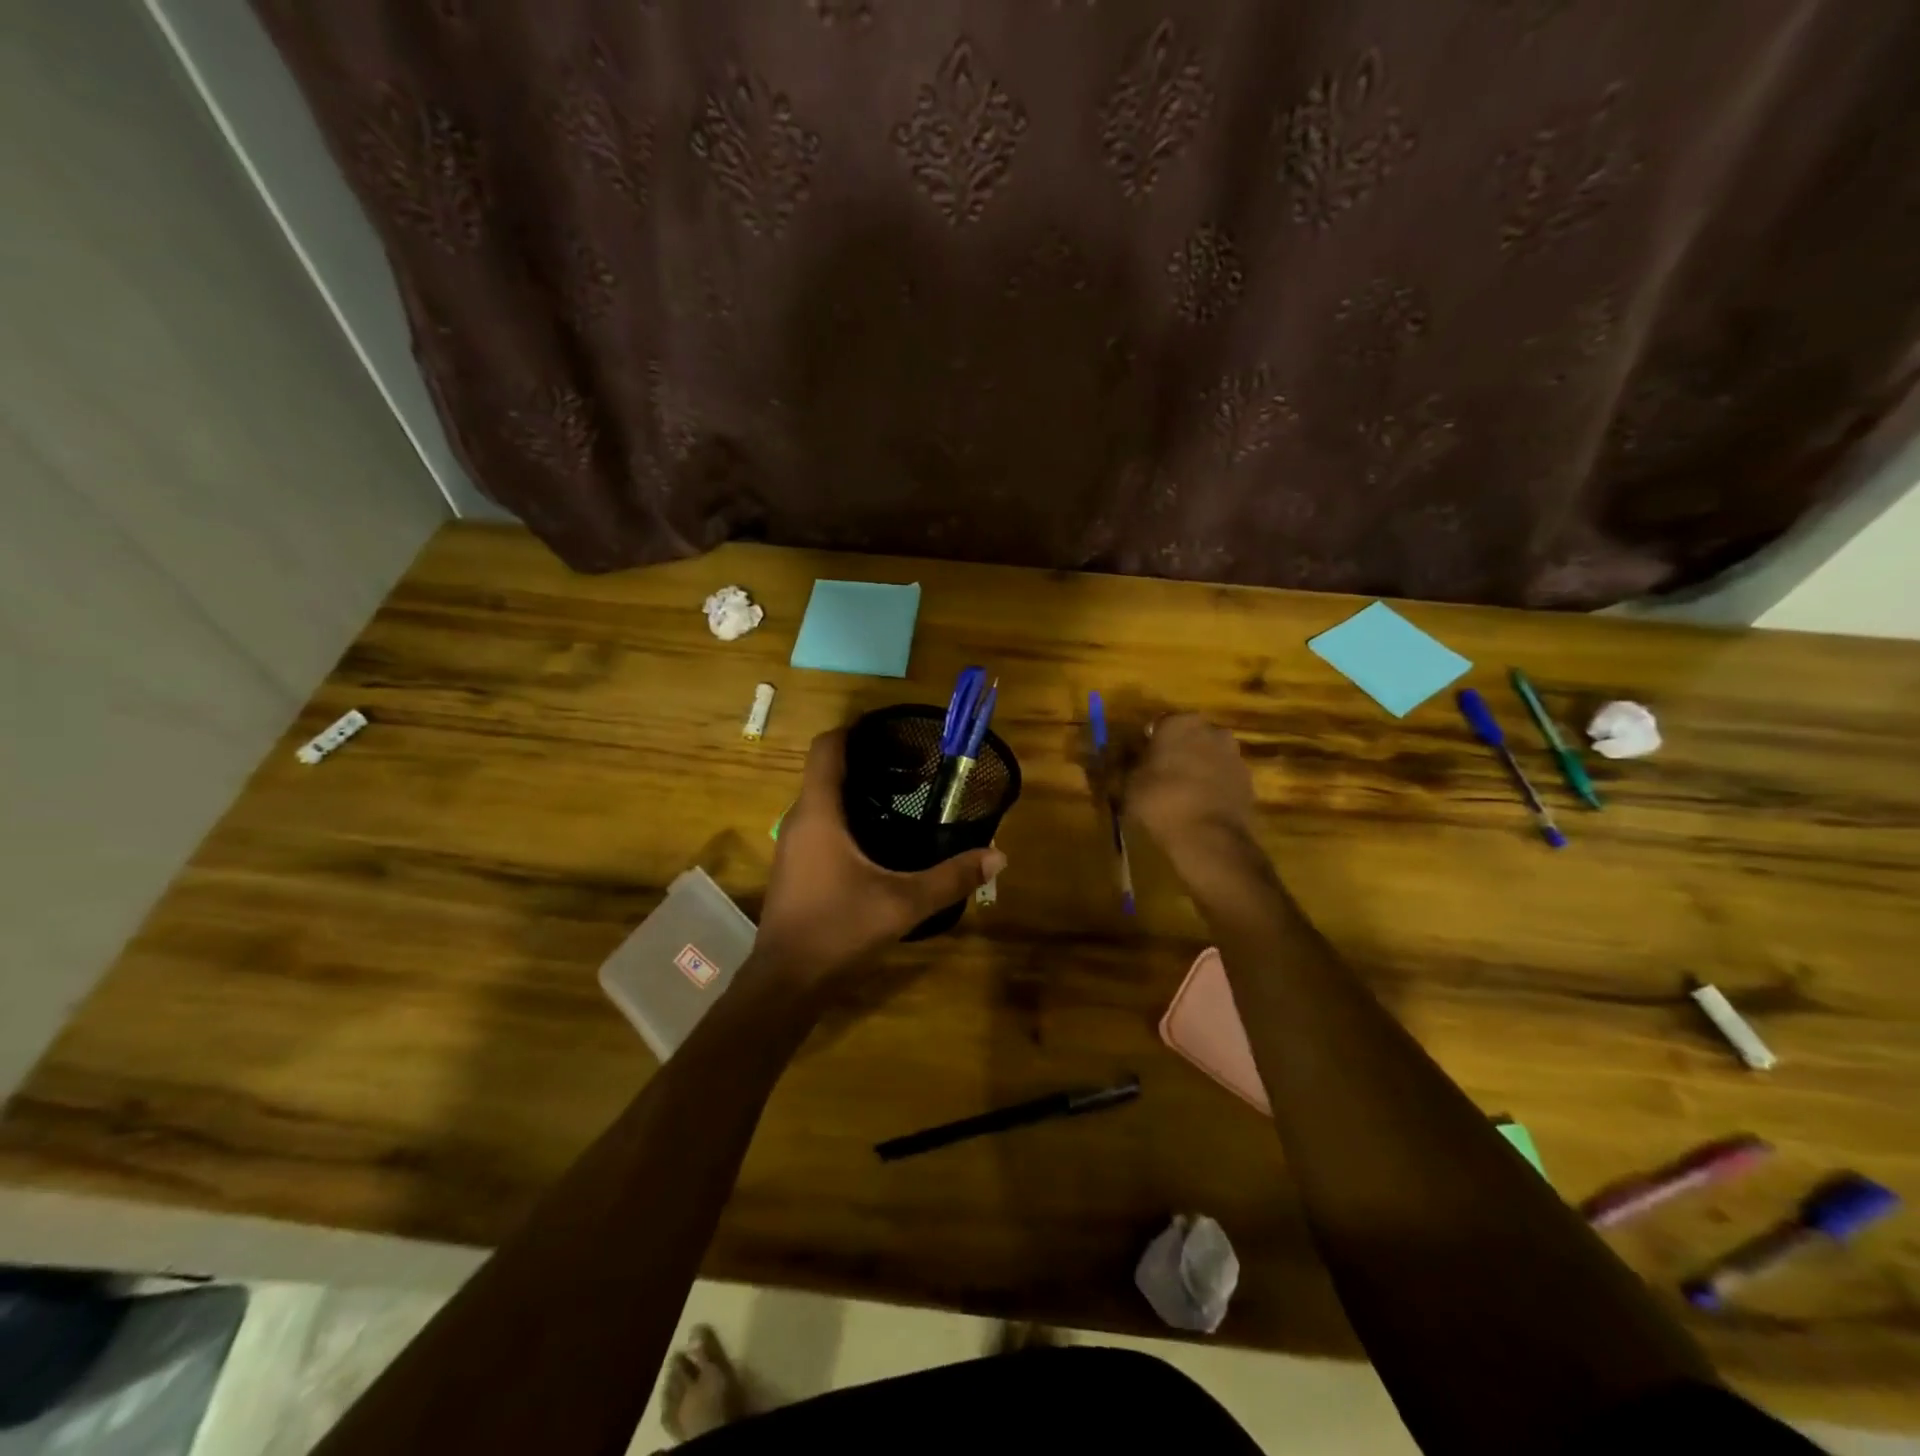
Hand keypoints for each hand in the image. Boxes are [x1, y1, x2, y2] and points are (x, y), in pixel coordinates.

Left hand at [752, 729, 1005, 992]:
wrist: (787, 981)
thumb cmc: (839, 929)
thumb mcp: (903, 903)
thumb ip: (951, 877)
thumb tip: (998, 856)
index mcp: (819, 813)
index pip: (827, 748)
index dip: (857, 730)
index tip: (894, 733)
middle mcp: (801, 819)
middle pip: (830, 770)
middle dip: (871, 761)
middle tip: (916, 768)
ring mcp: (794, 844)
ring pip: (826, 799)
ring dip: (861, 790)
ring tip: (905, 798)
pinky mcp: (797, 866)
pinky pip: (823, 823)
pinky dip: (851, 816)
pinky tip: (882, 838)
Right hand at [1120, 713, 1255, 859]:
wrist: (1209, 837)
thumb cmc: (1160, 801)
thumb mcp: (1129, 783)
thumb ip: (1132, 764)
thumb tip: (1133, 758)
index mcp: (1179, 723)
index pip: (1160, 724)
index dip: (1150, 742)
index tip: (1142, 760)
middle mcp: (1211, 730)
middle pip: (1190, 736)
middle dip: (1178, 750)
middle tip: (1162, 774)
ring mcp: (1234, 755)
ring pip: (1209, 755)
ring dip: (1199, 767)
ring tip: (1183, 792)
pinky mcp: (1249, 780)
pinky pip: (1223, 776)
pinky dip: (1214, 785)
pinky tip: (1201, 805)